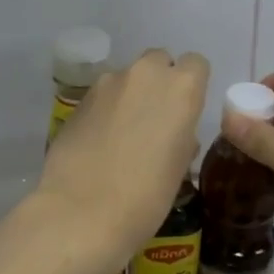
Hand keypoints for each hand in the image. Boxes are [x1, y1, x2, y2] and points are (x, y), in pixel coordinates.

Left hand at [37, 49, 209, 258]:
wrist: (82, 211)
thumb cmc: (146, 197)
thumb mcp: (179, 168)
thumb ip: (181, 137)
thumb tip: (174, 133)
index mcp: (181, 88)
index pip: (195, 64)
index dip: (192, 85)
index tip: (185, 111)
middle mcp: (144, 74)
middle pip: (158, 62)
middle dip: (158, 83)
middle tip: (154, 120)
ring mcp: (106, 84)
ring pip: (126, 78)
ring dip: (129, 96)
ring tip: (122, 135)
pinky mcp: (77, 100)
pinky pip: (101, 97)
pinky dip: (104, 111)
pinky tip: (98, 142)